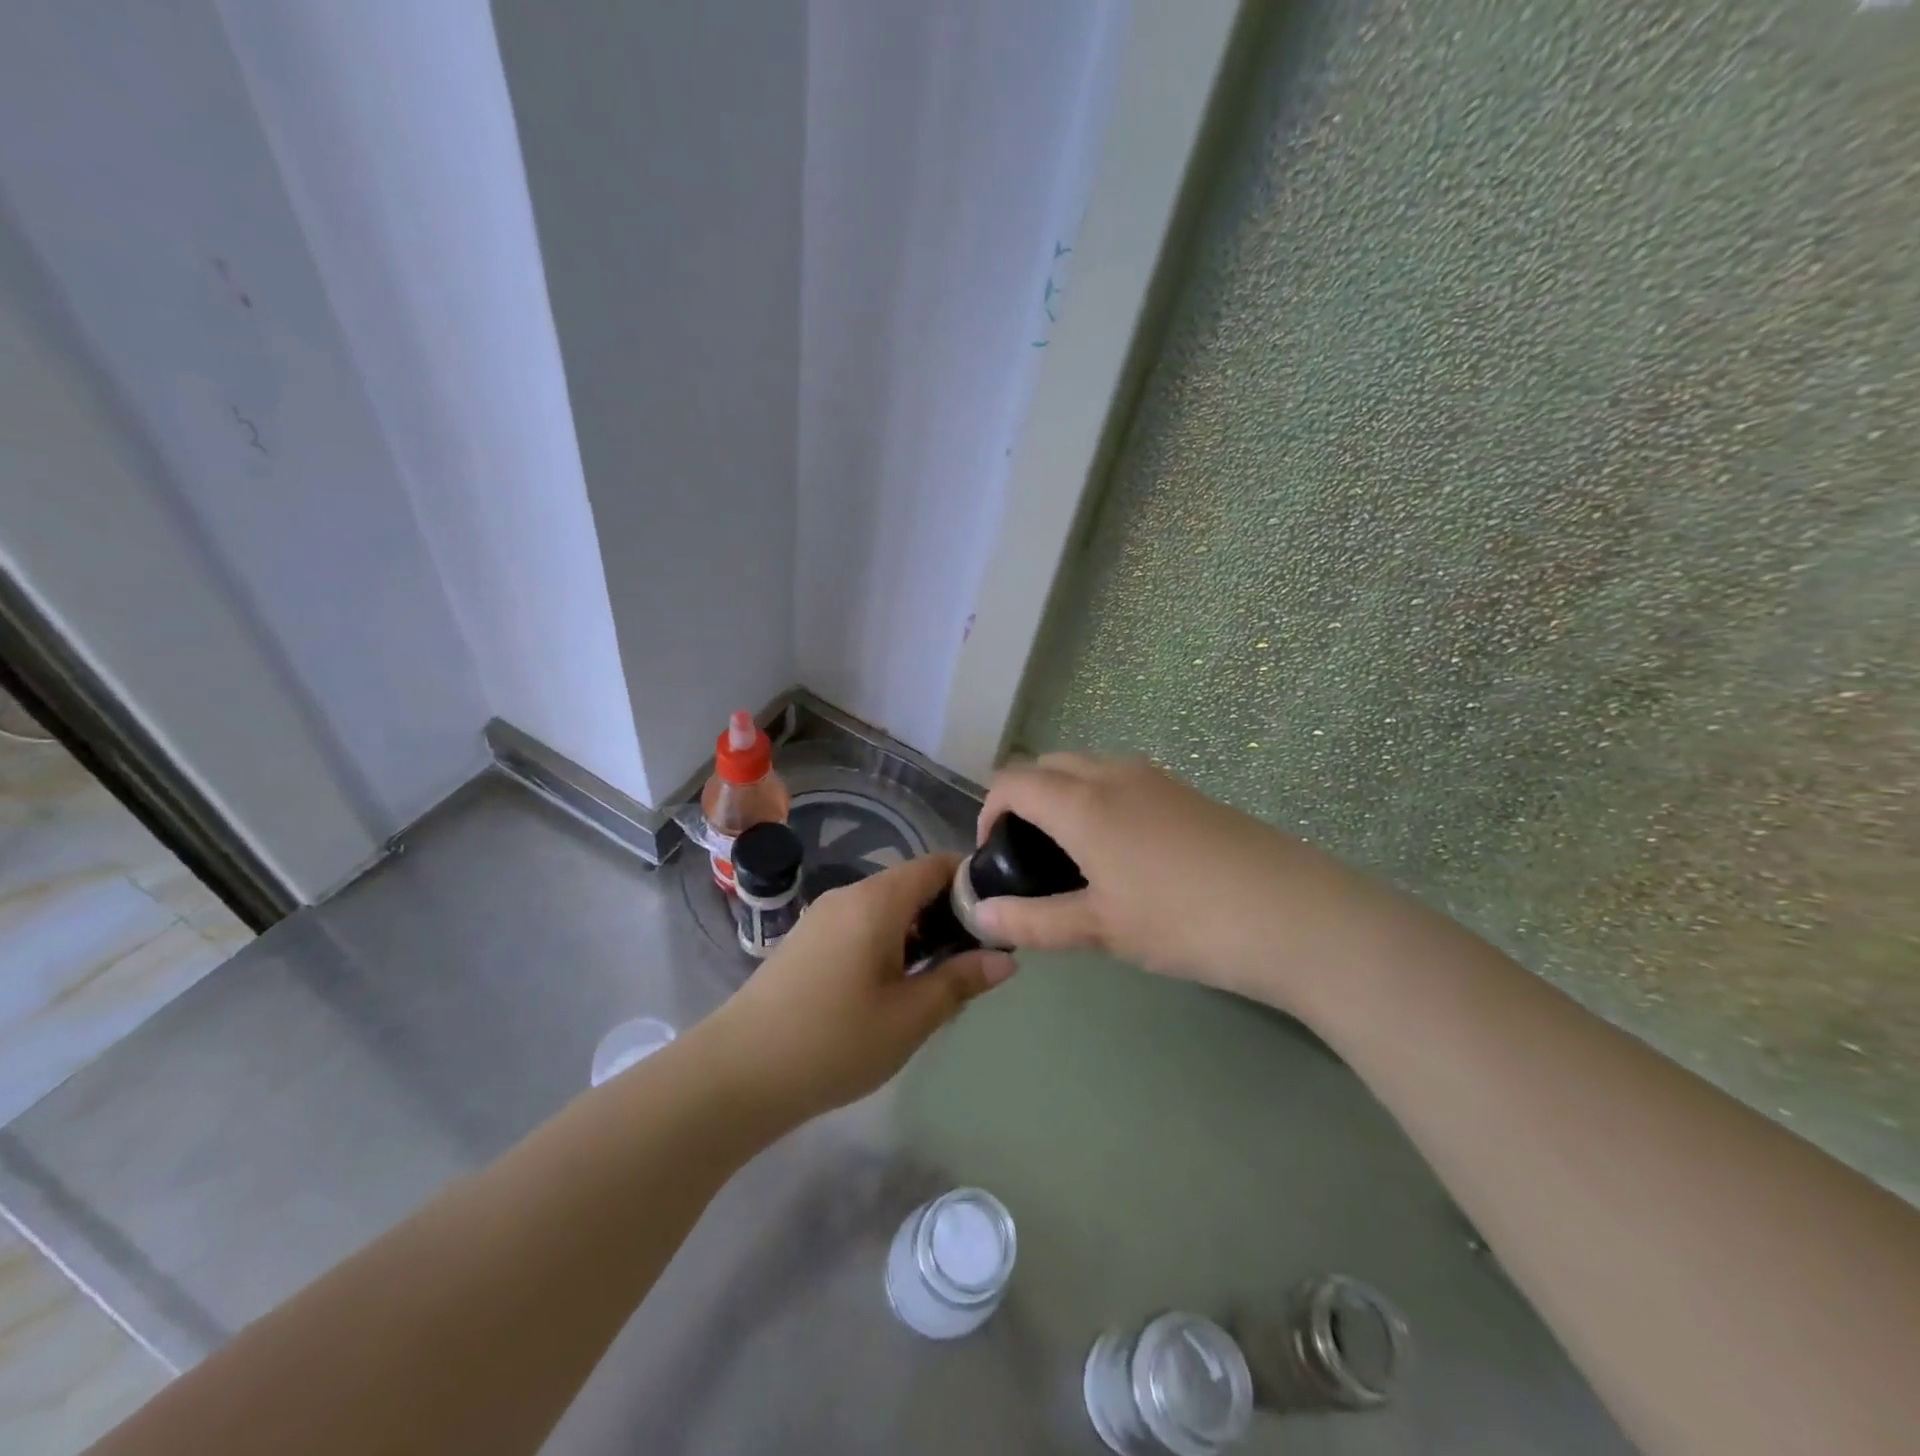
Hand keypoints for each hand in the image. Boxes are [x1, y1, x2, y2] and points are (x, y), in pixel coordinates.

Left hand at [702, 853, 1015, 1124]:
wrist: (736, 1074)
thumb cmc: (834, 1041)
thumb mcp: (910, 1017)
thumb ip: (961, 980)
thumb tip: (1006, 957)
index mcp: (876, 900)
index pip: (937, 864)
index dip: (972, 882)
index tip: (998, 917)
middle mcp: (848, 895)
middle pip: (911, 885)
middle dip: (948, 913)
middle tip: (976, 958)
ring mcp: (822, 917)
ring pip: (886, 908)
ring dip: (918, 932)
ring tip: (940, 979)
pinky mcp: (806, 941)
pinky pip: (861, 925)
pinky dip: (889, 943)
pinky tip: (894, 988)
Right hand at [971, 755, 1359, 1009]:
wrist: (1292, 914)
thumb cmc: (1182, 920)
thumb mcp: (1100, 929)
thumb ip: (1033, 921)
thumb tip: (979, 915)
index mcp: (1082, 801)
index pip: (1013, 781)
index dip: (990, 812)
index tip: (995, 856)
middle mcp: (1114, 774)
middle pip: (1049, 766)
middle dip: (1026, 800)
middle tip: (1031, 856)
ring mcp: (1156, 778)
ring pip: (1088, 769)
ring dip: (1065, 797)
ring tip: (1075, 856)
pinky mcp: (1187, 791)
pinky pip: (1123, 780)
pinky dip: (1101, 800)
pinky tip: (1126, 854)